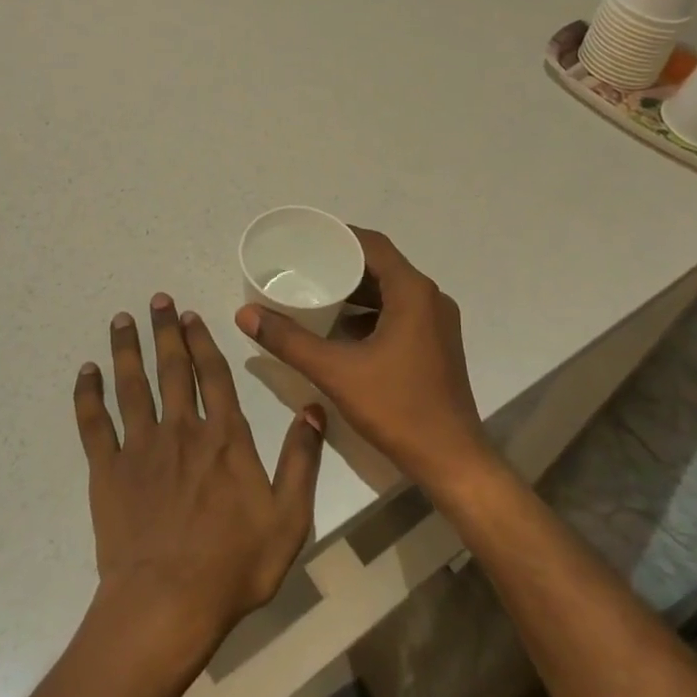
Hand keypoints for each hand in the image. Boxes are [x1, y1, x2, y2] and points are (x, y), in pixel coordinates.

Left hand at [74, 294, 324, 661]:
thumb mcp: (288, 518)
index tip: (191, 316)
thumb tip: (314, 408)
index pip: (213, 375)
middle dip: (165, 331)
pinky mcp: (108, 472)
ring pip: (132, 386)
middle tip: (157, 299)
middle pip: (171, 369)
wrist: (167, 605)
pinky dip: (87, 395)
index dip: (202, 342)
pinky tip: (85, 372)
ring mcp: (140, 448)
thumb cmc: (234, 565)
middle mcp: (182, 430)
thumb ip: (302, 459)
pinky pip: (94, 424)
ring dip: (127, 350)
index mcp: (224, 437)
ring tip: (121, 319)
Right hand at [234, 228, 495, 496]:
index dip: (340, 236)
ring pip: (391, 291)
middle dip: (344, 264)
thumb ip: (289, 340)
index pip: (373, 245)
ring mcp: (438, 323)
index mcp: (413, 292)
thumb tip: (245, 313)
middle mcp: (430, 298)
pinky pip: (400, 312)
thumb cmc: (397, 408)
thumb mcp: (336, 371)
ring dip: (357, 290)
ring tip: (317, 292)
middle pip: (382, 266)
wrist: (451, 460)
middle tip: (304, 266)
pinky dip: (371, 313)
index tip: (307, 239)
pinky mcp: (436, 344)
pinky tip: (342, 329)